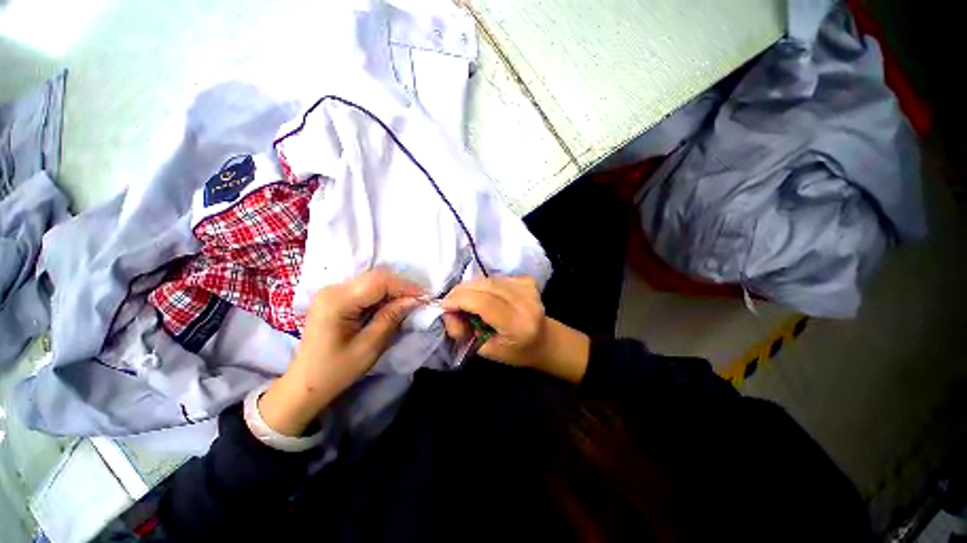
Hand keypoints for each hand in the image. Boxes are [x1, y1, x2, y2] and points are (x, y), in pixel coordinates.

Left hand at [259, 268, 423, 435]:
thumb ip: (391, 318)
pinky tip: (390, 305)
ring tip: (408, 302)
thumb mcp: (369, 346)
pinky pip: (365, 288)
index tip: (424, 297)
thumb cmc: (337, 370)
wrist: (306, 383)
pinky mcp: (334, 297)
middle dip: (400, 286)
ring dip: (392, 289)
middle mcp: (332, 289)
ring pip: (372, 280)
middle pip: (375, 277)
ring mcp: (331, 291)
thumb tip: (414, 300)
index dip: (405, 286)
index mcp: (337, 301)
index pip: (379, 282)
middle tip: (418, 300)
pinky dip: (382, 294)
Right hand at [440, 276, 589, 382]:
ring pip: (487, 279)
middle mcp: (525, 301)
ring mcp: (527, 288)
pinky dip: (483, 285)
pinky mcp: (526, 280)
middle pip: (484, 285)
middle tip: (449, 304)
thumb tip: (448, 313)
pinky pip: (495, 278)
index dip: (459, 300)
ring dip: (470, 288)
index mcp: (518, 324)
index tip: (443, 305)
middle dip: (460, 292)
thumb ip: (464, 332)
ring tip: (464, 302)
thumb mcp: (487, 351)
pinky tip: (484, 297)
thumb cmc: (516, 352)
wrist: (546, 340)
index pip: (483, 302)